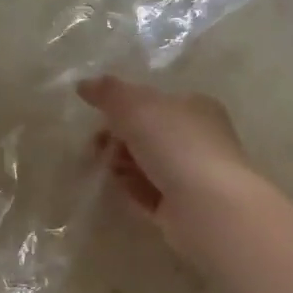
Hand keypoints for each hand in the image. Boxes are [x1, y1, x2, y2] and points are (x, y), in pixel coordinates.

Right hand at [78, 76, 255, 247]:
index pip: (154, 102)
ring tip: (110, 169)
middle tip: (96, 147)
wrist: (208, 207)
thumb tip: (84, 84)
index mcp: (195, 107)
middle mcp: (198, 139)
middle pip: (148, 134)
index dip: (123, 108)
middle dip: (118, 138)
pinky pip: (150, 193)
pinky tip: (120, 188)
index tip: (98, 118)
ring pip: (147, 164)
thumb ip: (109, 92)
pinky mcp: (184, 208)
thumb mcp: (136, 107)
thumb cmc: (176, 145)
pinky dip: (132, 189)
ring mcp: (193, 176)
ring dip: (123, 164)